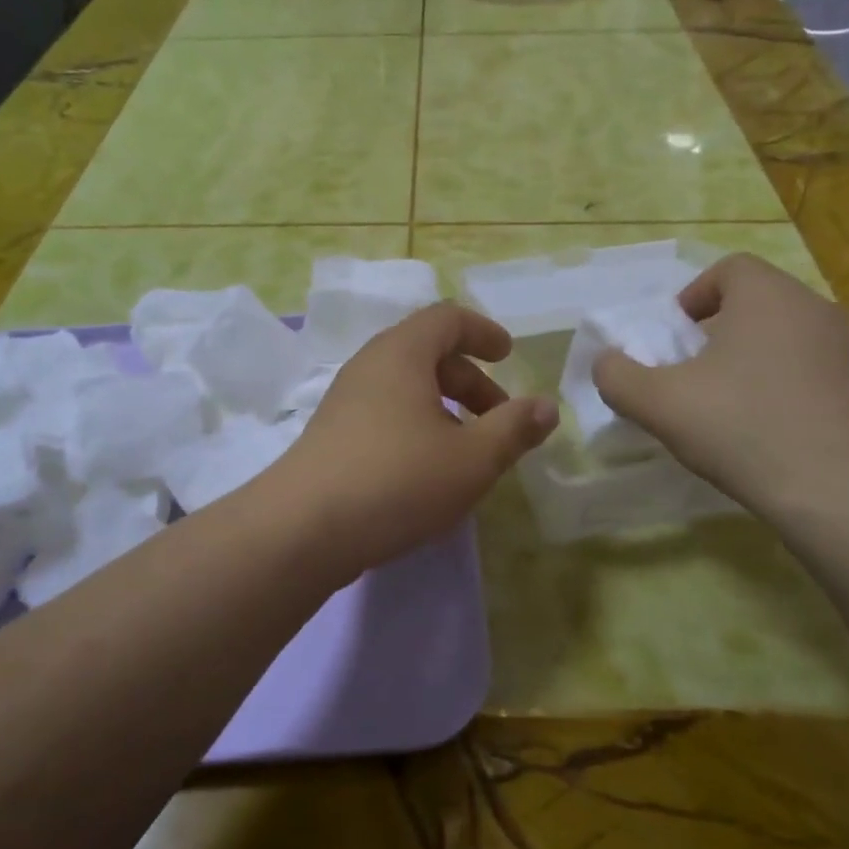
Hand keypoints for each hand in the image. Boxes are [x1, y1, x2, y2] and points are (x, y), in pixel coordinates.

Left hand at [273, 303, 558, 572]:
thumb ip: (513, 429)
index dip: (483, 332)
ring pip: (406, 387)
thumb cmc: (397, 481)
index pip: (447, 318)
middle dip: (471, 381)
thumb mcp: (471, 458)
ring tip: (468, 451)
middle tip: (500, 419)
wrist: (302, 529)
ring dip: (445, 408)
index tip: (509, 356)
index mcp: (402, 354)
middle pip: (428, 354)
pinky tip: (428, 471)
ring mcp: (345, 400)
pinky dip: (417, 426)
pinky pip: (385, 413)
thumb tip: (546, 407)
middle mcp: (369, 366)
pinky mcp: (332, 434)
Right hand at [592, 254, 848, 517]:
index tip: (674, 337)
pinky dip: (783, 389)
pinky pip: (811, 373)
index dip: (693, 296)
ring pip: (785, 339)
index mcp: (767, 296)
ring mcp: (848, 351)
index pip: (729, 269)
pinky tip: (766, 433)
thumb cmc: (743, 428)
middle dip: (718, 331)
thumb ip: (617, 376)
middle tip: (692, 373)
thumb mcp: (658, 403)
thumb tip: (607, 363)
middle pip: (757, 303)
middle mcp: (814, 310)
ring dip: (751, 361)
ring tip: (726, 407)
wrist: (843, 493)